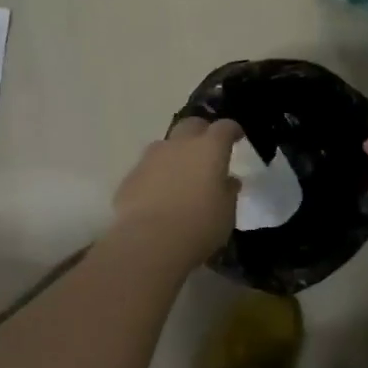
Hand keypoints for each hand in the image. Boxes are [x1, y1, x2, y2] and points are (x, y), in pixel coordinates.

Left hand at [112, 117, 243, 269]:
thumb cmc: (199, 226)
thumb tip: (228, 181)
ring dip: (175, 154)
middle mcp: (179, 145)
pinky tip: (158, 196)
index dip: (232, 130)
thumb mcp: (226, 212)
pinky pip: (148, 169)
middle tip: (207, 150)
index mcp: (209, 149)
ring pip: (166, 146)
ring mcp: (150, 159)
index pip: (224, 127)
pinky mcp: (130, 177)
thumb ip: (228, 191)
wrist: (149, 242)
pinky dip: (156, 176)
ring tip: (180, 175)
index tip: (237, 137)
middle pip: (191, 125)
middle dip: (201, 132)